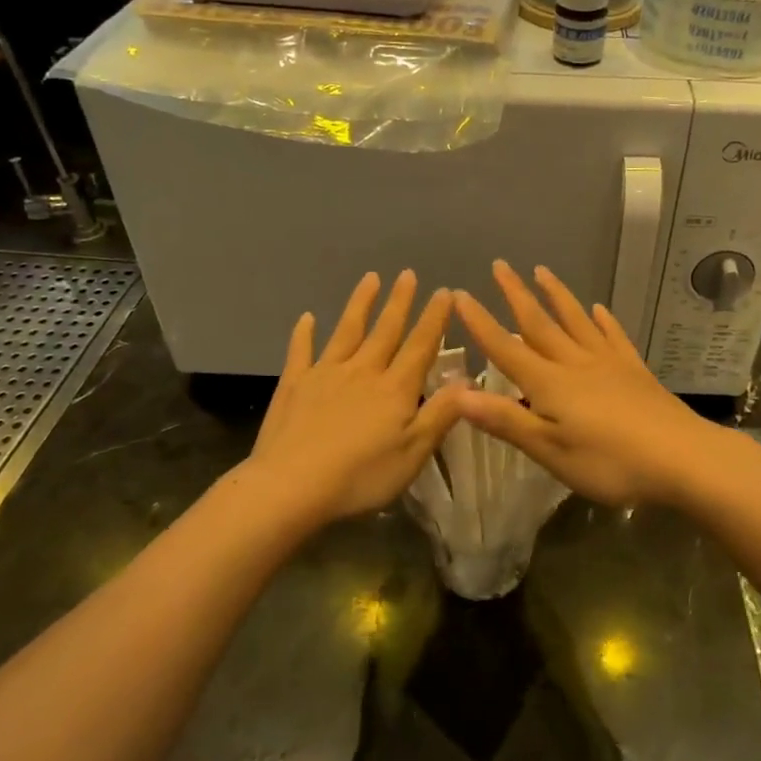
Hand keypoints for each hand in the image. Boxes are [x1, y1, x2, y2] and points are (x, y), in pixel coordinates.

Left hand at [250, 271, 462, 524]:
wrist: (291, 486)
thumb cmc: (361, 476)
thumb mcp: (413, 453)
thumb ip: (441, 414)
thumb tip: (469, 381)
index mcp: (395, 389)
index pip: (421, 346)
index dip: (434, 319)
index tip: (444, 292)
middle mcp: (363, 371)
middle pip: (385, 331)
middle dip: (399, 302)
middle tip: (408, 274)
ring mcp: (325, 374)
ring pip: (347, 331)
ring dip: (360, 304)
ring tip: (370, 279)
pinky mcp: (294, 384)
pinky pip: (301, 351)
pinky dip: (304, 333)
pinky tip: (307, 318)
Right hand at [451, 262, 727, 507]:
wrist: (682, 458)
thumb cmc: (610, 462)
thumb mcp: (550, 450)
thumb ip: (506, 420)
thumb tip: (457, 393)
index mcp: (549, 384)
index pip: (506, 348)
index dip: (481, 323)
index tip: (459, 294)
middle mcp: (576, 363)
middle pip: (540, 324)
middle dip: (516, 295)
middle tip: (500, 265)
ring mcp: (609, 363)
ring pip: (576, 322)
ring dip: (557, 296)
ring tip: (542, 271)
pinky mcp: (636, 371)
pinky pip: (614, 337)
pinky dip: (604, 321)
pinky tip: (600, 309)